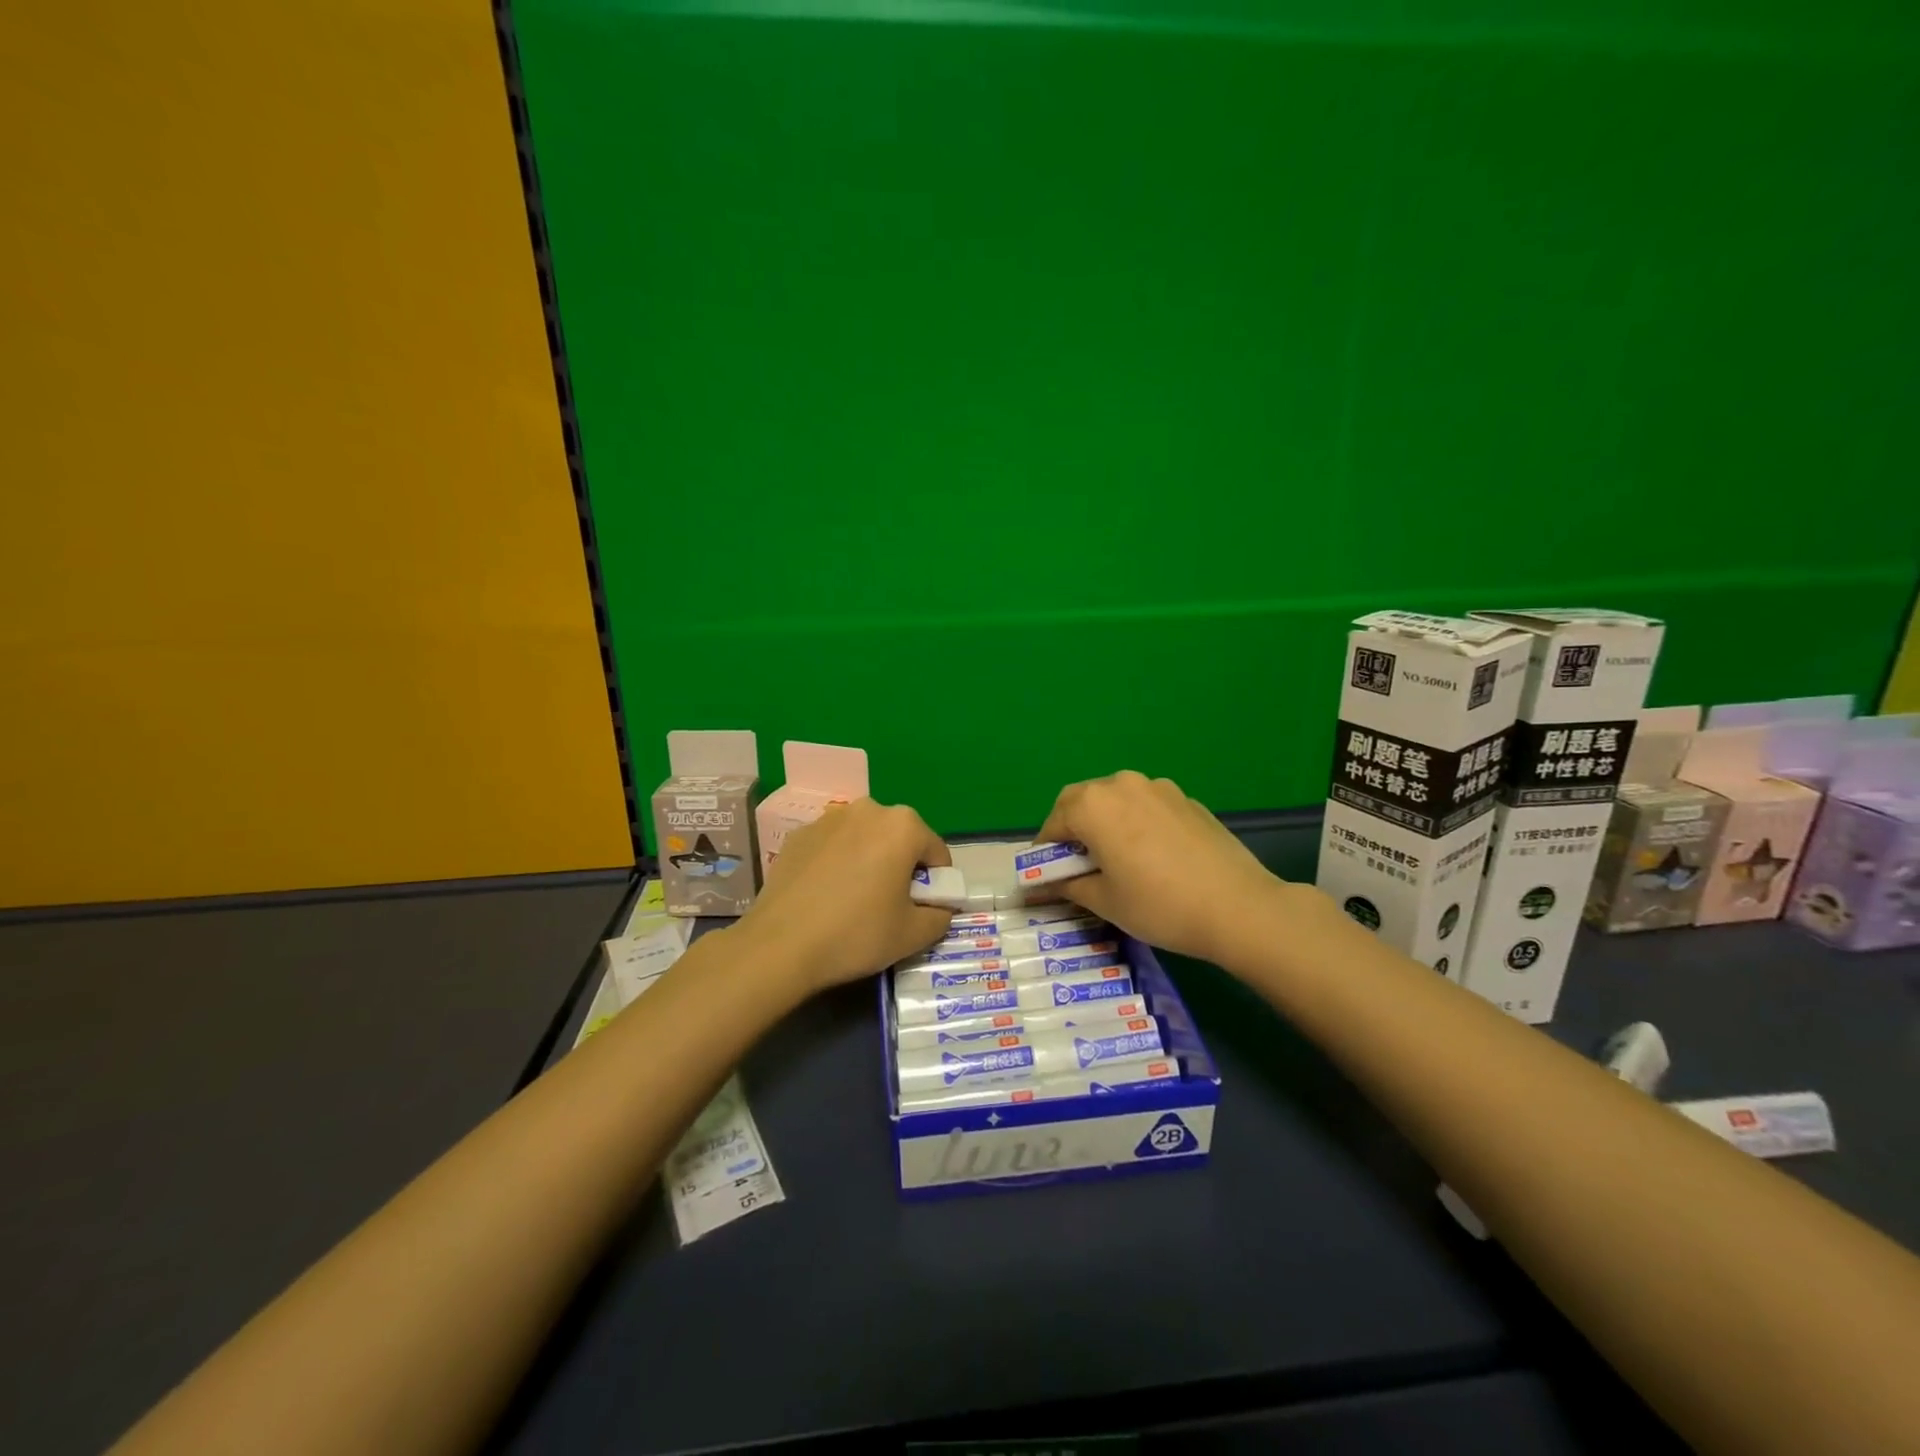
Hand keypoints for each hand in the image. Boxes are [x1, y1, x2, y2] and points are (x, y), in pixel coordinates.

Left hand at [733, 799, 954, 994]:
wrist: (780, 945)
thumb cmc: (857, 934)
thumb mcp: (913, 934)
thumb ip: (940, 915)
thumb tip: (938, 908)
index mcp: (903, 826)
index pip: (936, 853)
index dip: (937, 884)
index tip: (922, 910)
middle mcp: (868, 810)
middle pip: (900, 839)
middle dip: (901, 867)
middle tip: (890, 906)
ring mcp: (828, 818)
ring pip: (864, 839)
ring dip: (869, 861)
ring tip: (854, 900)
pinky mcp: (798, 835)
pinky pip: (833, 846)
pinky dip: (837, 863)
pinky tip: (825, 895)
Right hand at [1036, 771, 1299, 966]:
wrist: (1238, 907)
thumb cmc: (1158, 905)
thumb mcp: (1104, 901)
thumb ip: (1067, 885)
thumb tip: (1041, 885)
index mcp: (1093, 805)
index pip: (1053, 822)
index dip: (1044, 850)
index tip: (1046, 875)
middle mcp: (1121, 784)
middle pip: (1082, 801)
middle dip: (1072, 828)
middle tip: (1076, 864)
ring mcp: (1158, 787)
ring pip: (1115, 799)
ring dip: (1104, 821)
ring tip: (1115, 858)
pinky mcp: (1186, 799)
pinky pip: (1146, 806)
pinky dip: (1136, 823)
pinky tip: (1151, 856)